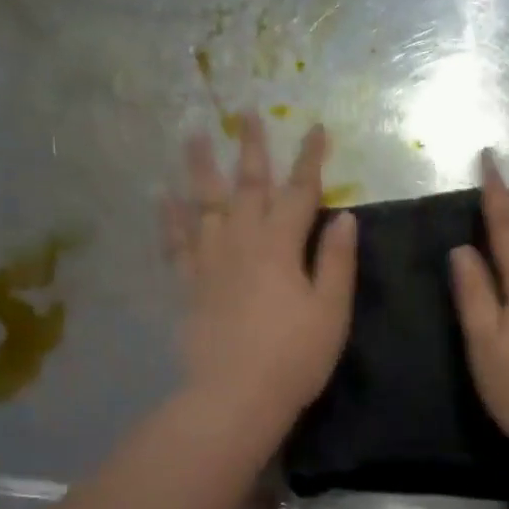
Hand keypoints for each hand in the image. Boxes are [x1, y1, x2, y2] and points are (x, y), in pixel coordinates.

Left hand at [162, 112, 356, 430]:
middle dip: (250, 148)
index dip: (310, 159)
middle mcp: (242, 242)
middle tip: (244, 112)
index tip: (316, 127)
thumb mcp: (331, 311)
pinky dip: (170, 218)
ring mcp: (210, 262)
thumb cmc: (294, 357)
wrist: (235, 396)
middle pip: (247, 186)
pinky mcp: (189, 285)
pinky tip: (163, 196)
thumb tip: (345, 218)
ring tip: (193, 135)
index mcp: (281, 246)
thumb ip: (337, 262)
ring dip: (200, 168)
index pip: (300, 192)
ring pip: (204, 205)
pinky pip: (177, 243)